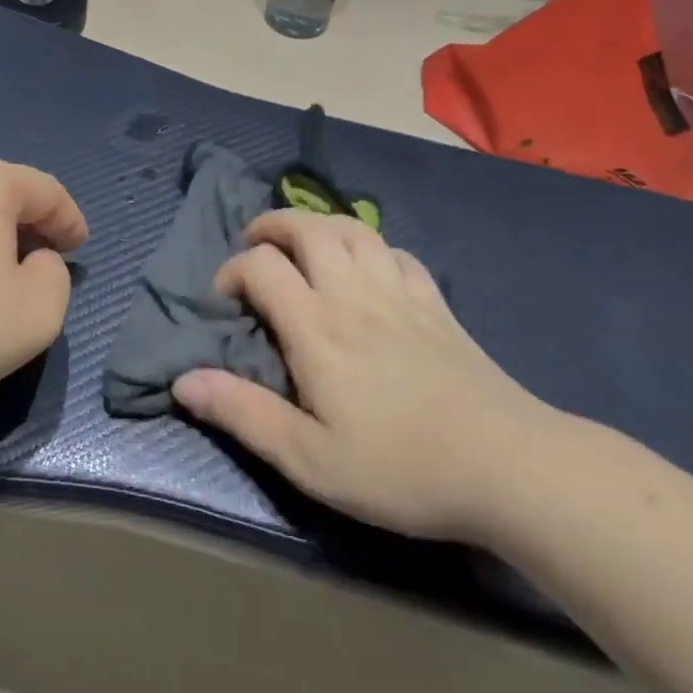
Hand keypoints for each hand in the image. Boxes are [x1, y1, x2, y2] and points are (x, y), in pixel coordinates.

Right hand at [171, 211, 557, 540]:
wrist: (508, 466)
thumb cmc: (400, 467)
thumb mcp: (309, 458)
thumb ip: (243, 414)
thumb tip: (184, 381)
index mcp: (318, 327)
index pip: (262, 266)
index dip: (233, 271)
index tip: (226, 302)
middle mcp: (354, 294)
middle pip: (308, 228)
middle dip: (272, 225)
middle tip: (255, 245)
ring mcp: (401, 293)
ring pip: (355, 229)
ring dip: (320, 225)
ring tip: (304, 244)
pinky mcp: (437, 305)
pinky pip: (398, 253)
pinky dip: (371, 247)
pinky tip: (368, 269)